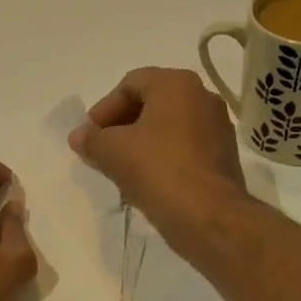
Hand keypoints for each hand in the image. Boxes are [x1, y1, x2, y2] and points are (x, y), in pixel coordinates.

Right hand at [69, 68, 250, 251]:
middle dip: (121, 125)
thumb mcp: (112, 151)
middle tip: (101, 149)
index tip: (90, 134)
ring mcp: (217, 127)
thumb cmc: (158, 170)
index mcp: (177, 84)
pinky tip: (145, 181)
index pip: (130, 84)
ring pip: (167, 127)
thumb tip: (78, 136)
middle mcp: (202, 97)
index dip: (104, 108)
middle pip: (151, 103)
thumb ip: (91, 139)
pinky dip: (161, 157)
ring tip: (119, 167)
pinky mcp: (222, 156)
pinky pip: (184, 147)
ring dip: (139, 143)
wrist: (209, 217)